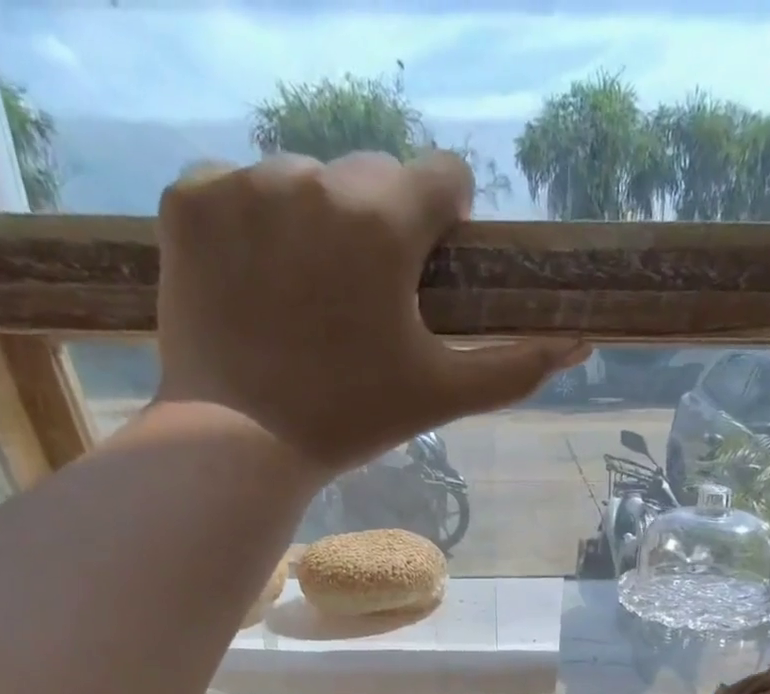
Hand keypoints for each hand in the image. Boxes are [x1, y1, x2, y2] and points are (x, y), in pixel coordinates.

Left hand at [155, 151, 587, 472]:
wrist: (238, 443)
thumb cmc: (351, 419)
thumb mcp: (442, 396)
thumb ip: (515, 366)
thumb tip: (581, 345)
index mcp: (384, 219)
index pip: (442, 174)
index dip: (445, 222)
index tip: (427, 269)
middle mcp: (314, 178)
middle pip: (370, 178)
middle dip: (377, 226)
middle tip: (360, 301)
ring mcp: (243, 183)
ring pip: (301, 182)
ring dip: (312, 225)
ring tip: (301, 299)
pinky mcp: (188, 199)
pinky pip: (234, 189)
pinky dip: (246, 227)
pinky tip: (249, 285)